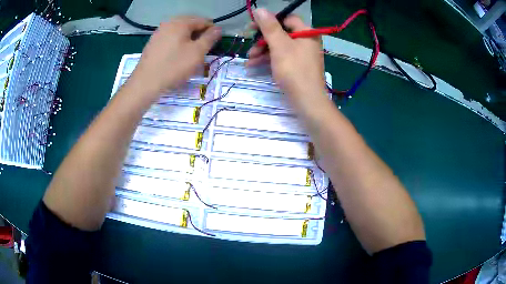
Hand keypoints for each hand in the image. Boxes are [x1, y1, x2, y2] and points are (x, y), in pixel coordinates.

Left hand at [131, 16, 221, 95]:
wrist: (145, 83)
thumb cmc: (174, 66)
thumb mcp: (197, 52)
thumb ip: (210, 38)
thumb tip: (218, 28)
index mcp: (181, 22)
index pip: (203, 21)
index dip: (212, 31)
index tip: (214, 44)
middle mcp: (169, 23)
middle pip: (190, 25)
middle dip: (199, 35)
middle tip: (202, 50)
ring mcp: (159, 32)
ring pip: (180, 32)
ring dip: (188, 40)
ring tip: (190, 55)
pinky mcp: (153, 43)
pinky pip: (170, 39)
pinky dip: (177, 44)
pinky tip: (177, 56)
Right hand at [247, 9, 325, 97]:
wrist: (307, 101)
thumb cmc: (294, 70)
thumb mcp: (280, 46)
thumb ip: (269, 27)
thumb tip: (260, 9)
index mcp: (307, 33)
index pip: (287, 19)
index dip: (269, 21)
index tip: (252, 26)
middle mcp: (306, 41)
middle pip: (281, 33)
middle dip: (263, 40)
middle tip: (249, 45)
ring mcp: (302, 55)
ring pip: (279, 46)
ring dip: (262, 51)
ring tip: (249, 59)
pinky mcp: (297, 66)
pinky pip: (281, 57)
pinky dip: (269, 60)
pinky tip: (254, 65)